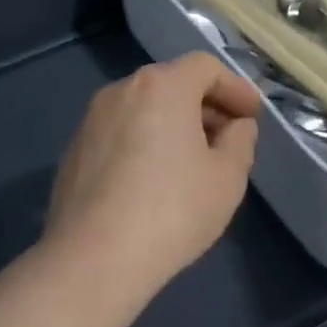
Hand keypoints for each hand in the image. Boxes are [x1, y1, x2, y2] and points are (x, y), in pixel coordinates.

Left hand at [43, 52, 261, 299]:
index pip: (205, 68)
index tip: (252, 116)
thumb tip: (236, 126)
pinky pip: (120, 132)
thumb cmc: (173, 210)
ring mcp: (91, 120)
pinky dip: (144, 141)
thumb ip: (240, 141)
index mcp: (162, 87)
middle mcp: (121, 90)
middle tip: (228, 138)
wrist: (94, 258)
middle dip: (205, 106)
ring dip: (173, 124)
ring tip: (193, 162)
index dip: (235, 88)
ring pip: (143, 108)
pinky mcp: (74, 151)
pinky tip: (154, 180)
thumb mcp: (228, 177)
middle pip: (172, 84)